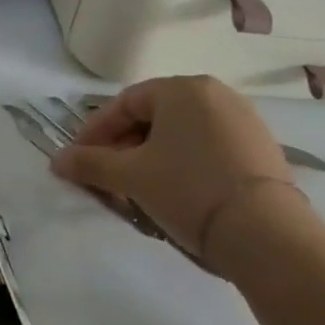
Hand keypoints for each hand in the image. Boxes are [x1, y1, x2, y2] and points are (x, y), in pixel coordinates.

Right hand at [49, 76, 296, 274]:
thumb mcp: (130, 176)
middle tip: (105, 178)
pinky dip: (182, 165)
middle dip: (122, 148)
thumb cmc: (189, 190)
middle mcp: (216, 94)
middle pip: (152, 118)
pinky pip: (206, 149)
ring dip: (150, 159)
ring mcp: (244, 122)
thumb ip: (89, 163)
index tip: (78, 160)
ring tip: (136, 190)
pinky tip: (173, 193)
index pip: (124, 104)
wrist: (268, 236)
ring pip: (179, 135)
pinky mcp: (261, 150)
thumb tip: (56, 161)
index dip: (94, 133)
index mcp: (182, 89)